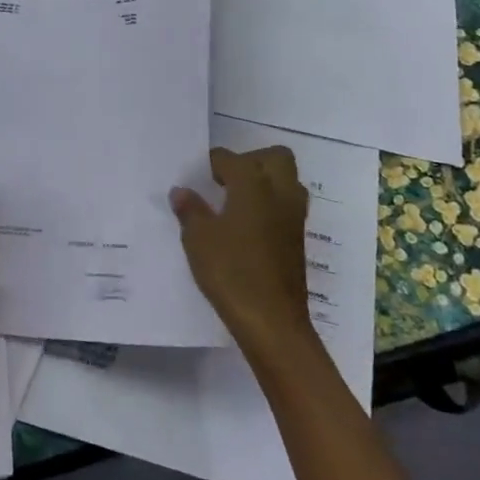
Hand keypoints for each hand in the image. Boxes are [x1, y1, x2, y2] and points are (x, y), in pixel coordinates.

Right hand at [169, 147, 314, 356]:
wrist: (272, 321)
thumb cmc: (231, 272)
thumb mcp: (198, 239)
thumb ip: (190, 210)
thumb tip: (182, 191)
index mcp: (253, 185)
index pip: (231, 159)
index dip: (212, 162)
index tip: (196, 174)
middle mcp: (280, 193)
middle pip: (274, 158)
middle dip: (250, 161)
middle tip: (225, 179)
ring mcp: (293, 218)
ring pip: (287, 181)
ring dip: (265, 182)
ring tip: (236, 201)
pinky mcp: (297, 240)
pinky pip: (286, 207)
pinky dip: (270, 206)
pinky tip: (246, 226)